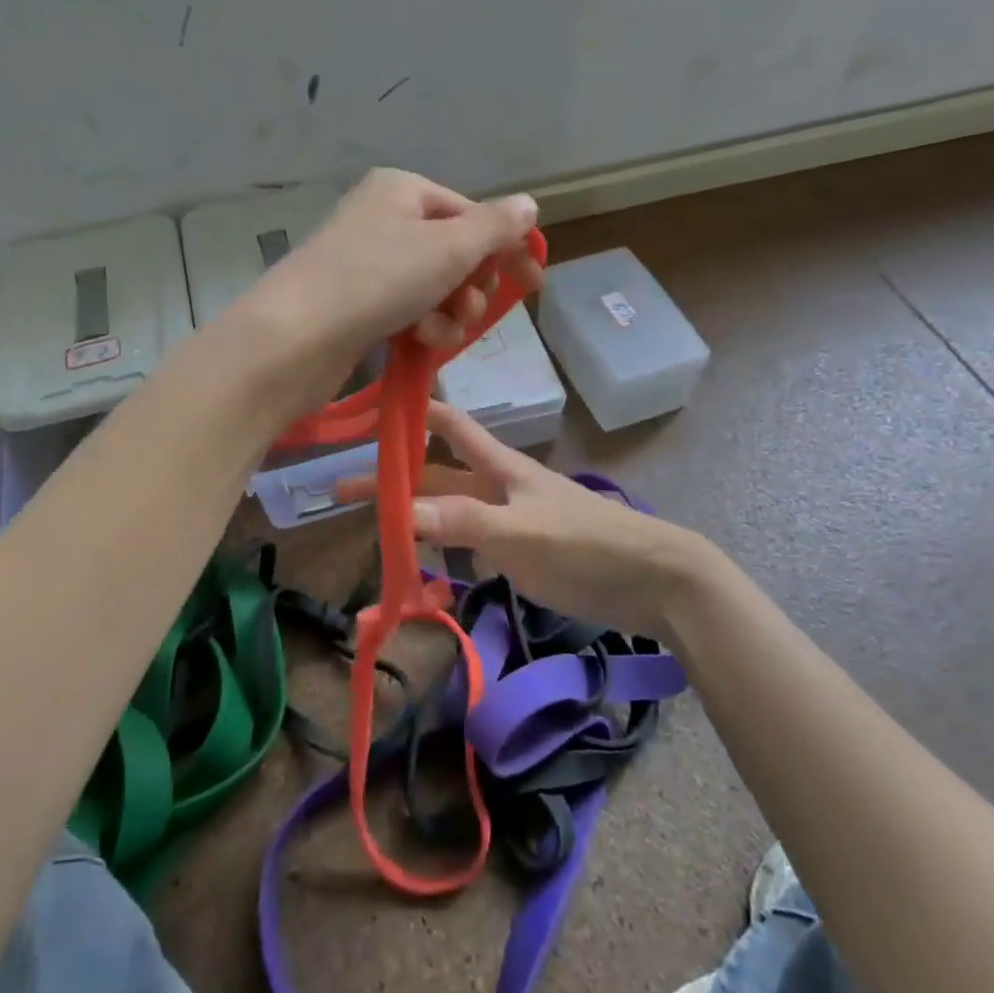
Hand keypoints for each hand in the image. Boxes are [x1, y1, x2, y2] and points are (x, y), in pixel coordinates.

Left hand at [235, 169, 542, 411]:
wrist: (295, 337)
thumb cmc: (377, 279)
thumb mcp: (447, 248)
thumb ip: (494, 227)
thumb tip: (528, 205)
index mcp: (402, 190)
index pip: (471, 213)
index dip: (504, 248)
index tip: (532, 283)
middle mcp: (383, 218)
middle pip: (454, 252)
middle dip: (470, 286)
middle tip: (468, 307)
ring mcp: (366, 262)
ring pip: (434, 287)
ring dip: (449, 313)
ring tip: (437, 331)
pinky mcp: (356, 303)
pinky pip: (408, 310)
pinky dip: (422, 326)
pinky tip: (418, 341)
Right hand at [398, 403, 727, 639]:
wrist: (652, 580)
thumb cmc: (586, 544)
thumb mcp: (522, 532)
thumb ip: (465, 521)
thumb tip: (401, 511)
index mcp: (500, 467)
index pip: (450, 424)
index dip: (412, 412)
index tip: (368, 413)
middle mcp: (498, 487)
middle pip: (436, 475)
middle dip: (393, 481)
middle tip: (341, 495)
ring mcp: (509, 521)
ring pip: (449, 513)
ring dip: (415, 520)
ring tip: (375, 538)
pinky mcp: (520, 553)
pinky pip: (470, 548)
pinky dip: (444, 558)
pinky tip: (427, 578)